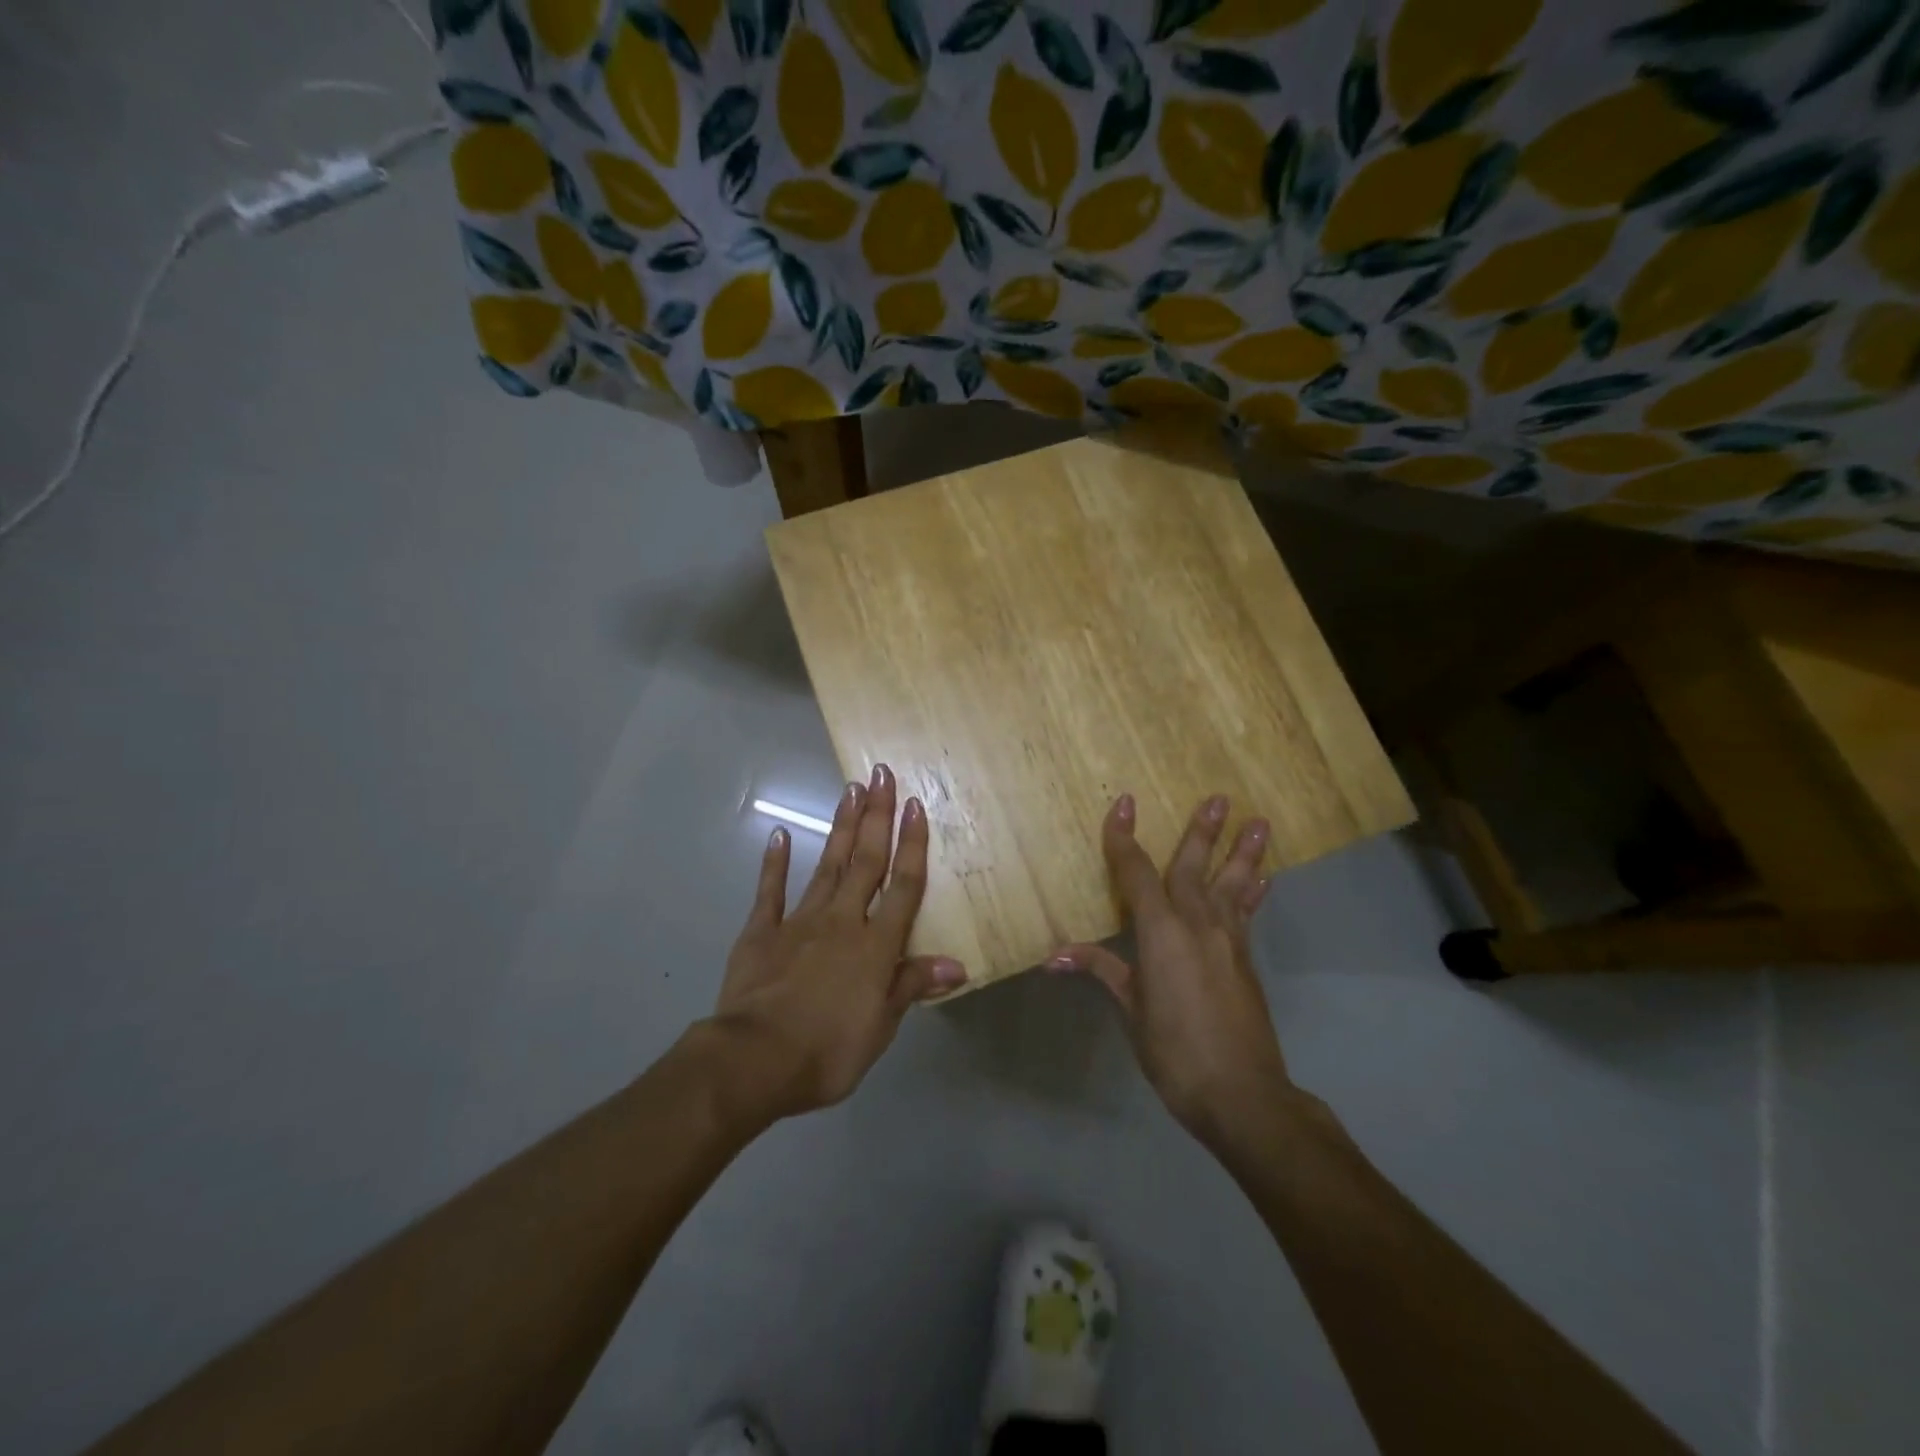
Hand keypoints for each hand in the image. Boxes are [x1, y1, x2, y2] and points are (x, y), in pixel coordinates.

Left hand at [710, 763, 965, 1121]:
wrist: (754, 1060)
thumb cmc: (827, 1051)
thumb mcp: (880, 1028)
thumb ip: (911, 986)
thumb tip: (957, 964)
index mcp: (875, 946)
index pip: (903, 886)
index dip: (912, 845)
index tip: (915, 804)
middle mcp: (842, 921)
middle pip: (865, 861)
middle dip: (876, 816)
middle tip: (880, 774)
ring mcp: (799, 922)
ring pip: (827, 866)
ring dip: (841, 828)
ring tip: (850, 789)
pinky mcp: (761, 933)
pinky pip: (771, 892)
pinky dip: (775, 863)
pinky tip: (781, 835)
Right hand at [1048, 793, 1291, 1145]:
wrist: (1241, 1093)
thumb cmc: (1174, 1051)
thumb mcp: (1131, 1011)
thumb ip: (1101, 971)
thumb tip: (1055, 955)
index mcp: (1161, 933)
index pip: (1137, 875)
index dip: (1125, 839)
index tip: (1124, 805)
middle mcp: (1197, 926)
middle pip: (1194, 869)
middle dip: (1202, 831)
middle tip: (1219, 797)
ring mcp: (1227, 941)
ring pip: (1232, 885)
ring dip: (1242, 852)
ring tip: (1259, 822)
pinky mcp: (1245, 961)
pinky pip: (1246, 914)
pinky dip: (1253, 892)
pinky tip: (1262, 879)